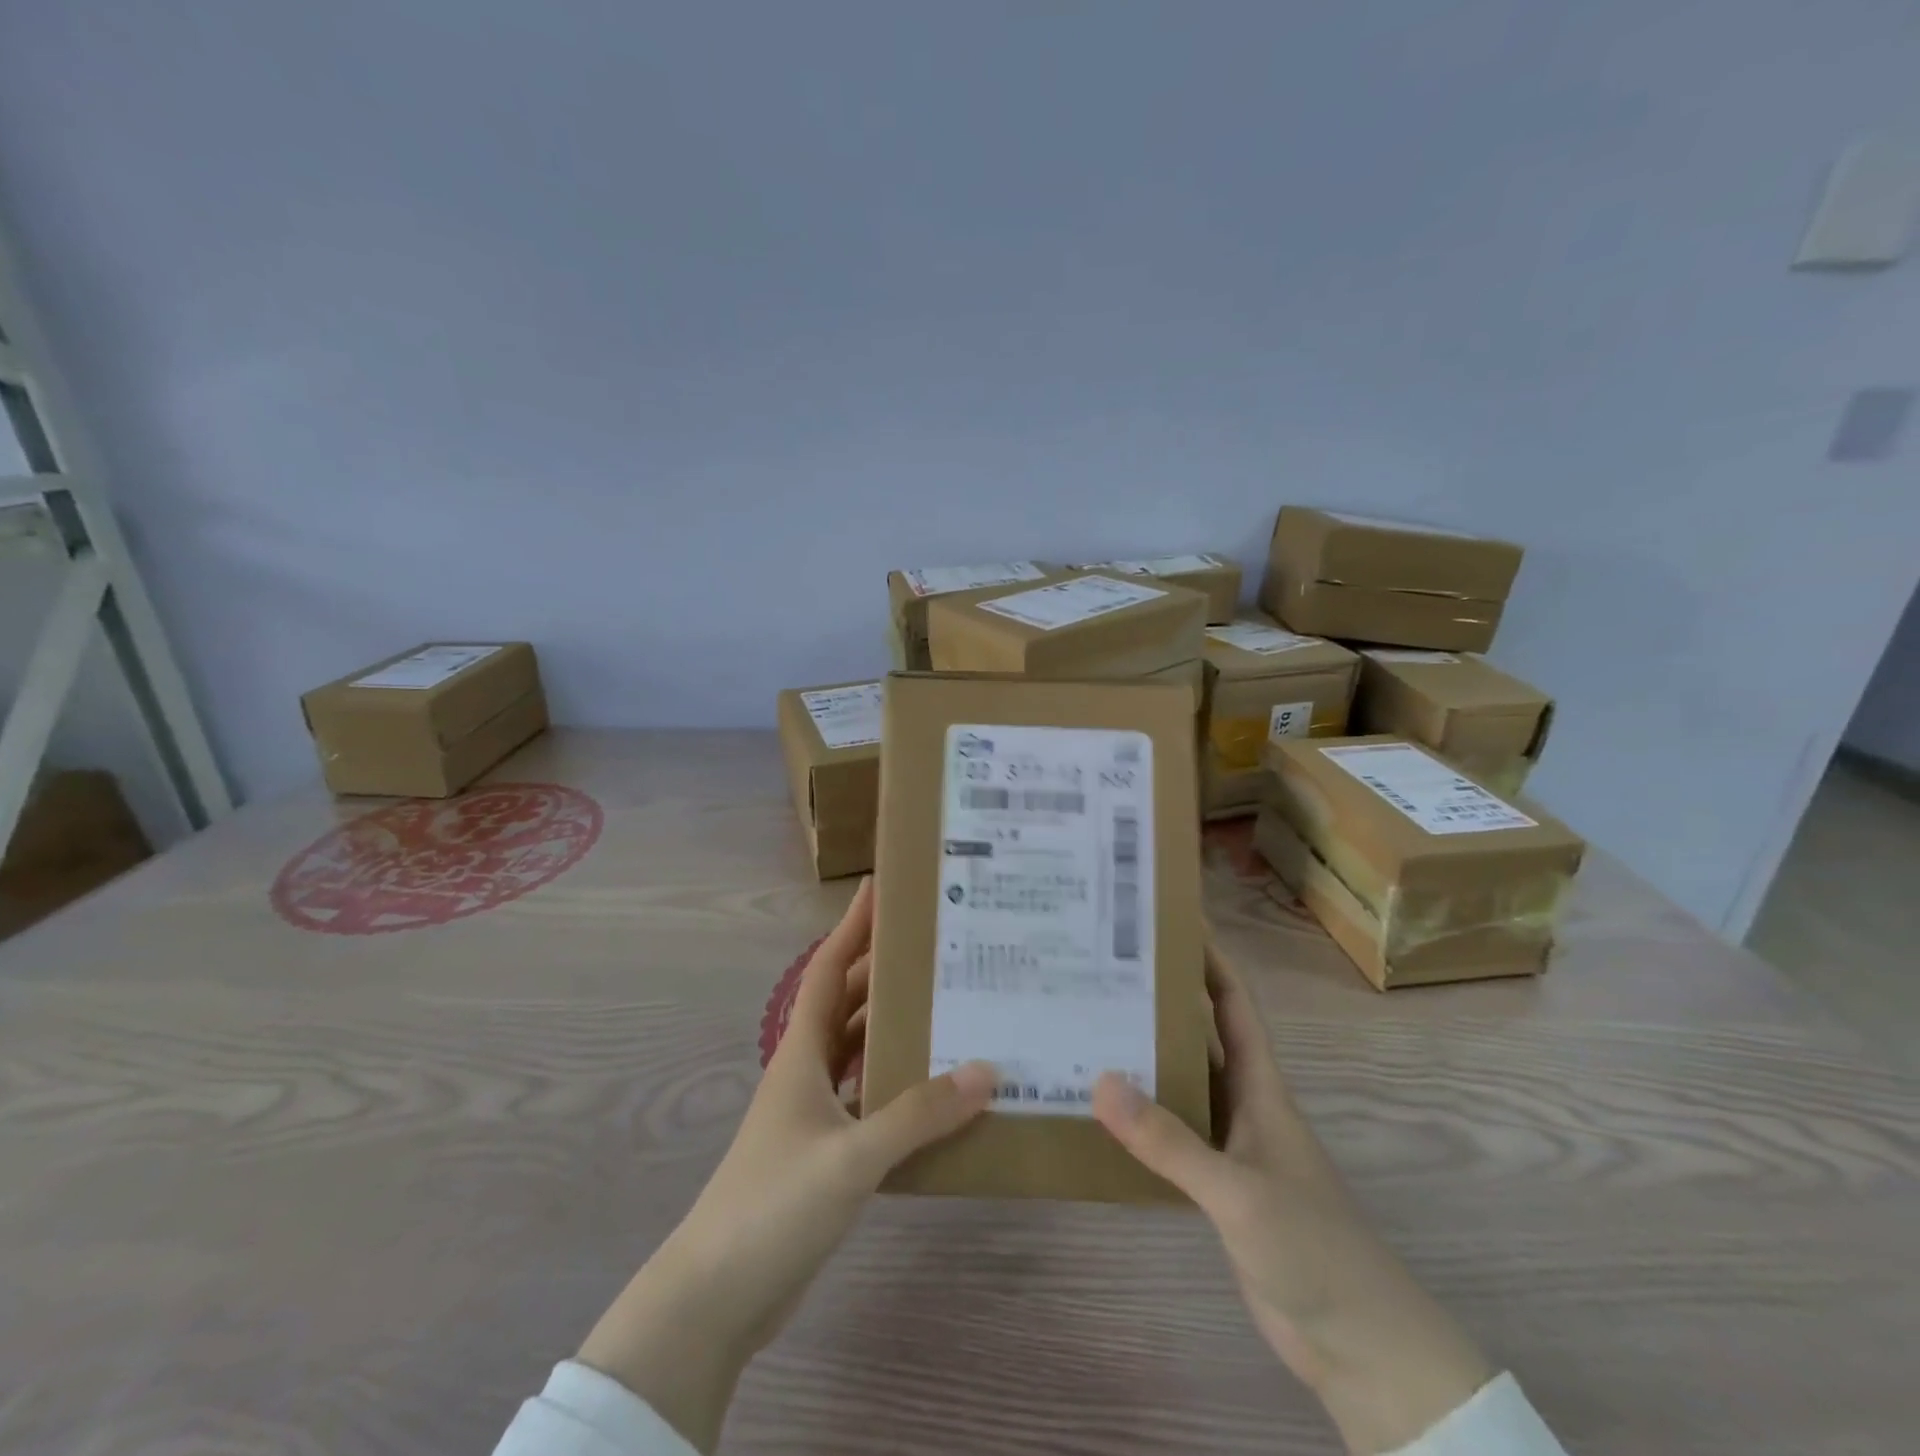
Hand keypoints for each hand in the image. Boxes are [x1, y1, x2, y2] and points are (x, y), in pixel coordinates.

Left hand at [577, 879, 994, 1452]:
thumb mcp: (850, 1157)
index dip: (852, 927)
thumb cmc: (772, 1206)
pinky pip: (870, 1099)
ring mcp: (814, 1114)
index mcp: (802, 1053)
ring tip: (950, 1008)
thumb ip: (917, 1115)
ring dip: (895, 1029)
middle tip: (938, 948)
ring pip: (861, 1052)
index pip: (829, 970)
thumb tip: (986, 1070)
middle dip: (885, 972)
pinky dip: (898, 1086)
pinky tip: (937, 1092)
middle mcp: (807, 1072)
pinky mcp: (825, 1152)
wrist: (714, 1298)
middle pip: (850, 1005)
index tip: (880, 889)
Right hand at [1092, 939, 1492, 1455]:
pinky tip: (1102, 1113)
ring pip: (1180, 1084)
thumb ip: (1170, 1141)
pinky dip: (1140, 1118)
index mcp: (1259, 1085)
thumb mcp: (1239, 1190)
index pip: (1231, 1003)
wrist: (1360, 1345)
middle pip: (1198, 1034)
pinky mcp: (1216, 1186)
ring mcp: (1229, 1145)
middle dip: (1159, 1000)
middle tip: (1102, 971)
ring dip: (1143, 1057)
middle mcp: (1242, 1103)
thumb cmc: (1314, 1247)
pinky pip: (1171, 1134)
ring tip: (1087, 1027)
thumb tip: (1099, 1080)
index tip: (1166, 922)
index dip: (1206, 958)